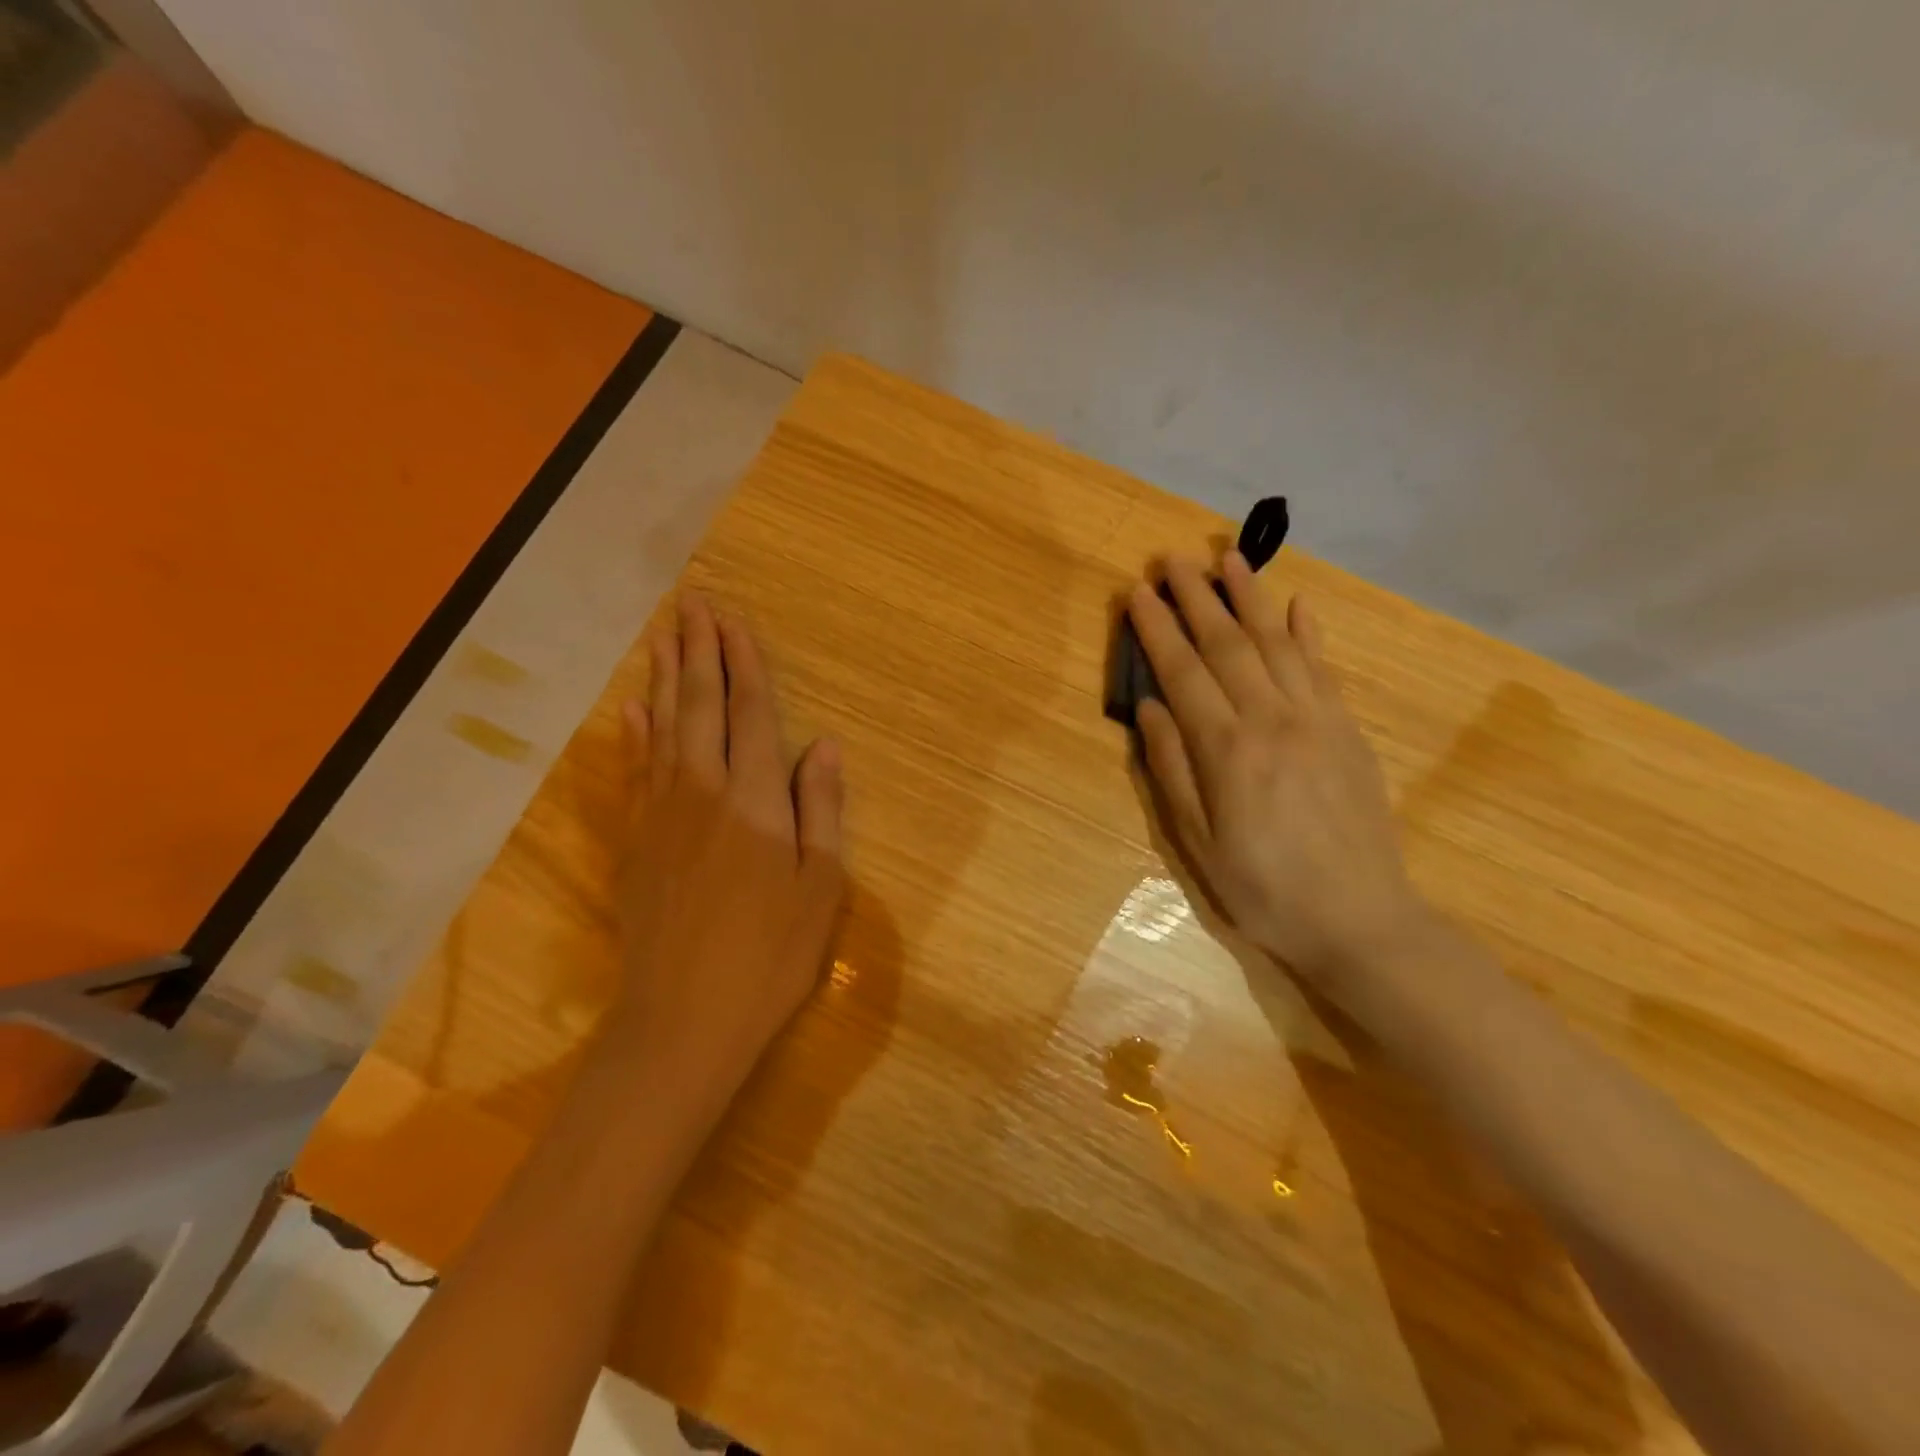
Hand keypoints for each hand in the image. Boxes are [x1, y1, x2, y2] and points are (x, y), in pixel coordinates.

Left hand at [605, 593, 846, 1116]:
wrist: (682, 1022)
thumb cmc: (770, 956)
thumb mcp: (820, 886)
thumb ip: (820, 808)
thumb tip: (824, 744)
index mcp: (753, 799)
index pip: (750, 713)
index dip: (744, 663)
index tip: (734, 620)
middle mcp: (701, 791)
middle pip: (700, 706)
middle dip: (700, 651)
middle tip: (692, 603)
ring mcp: (660, 815)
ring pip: (662, 729)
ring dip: (666, 679)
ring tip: (665, 637)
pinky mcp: (635, 843)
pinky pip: (634, 771)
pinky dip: (633, 734)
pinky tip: (631, 709)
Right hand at [1127, 554, 1430, 989]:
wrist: (1361, 920)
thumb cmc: (1263, 889)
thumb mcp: (1197, 843)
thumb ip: (1171, 769)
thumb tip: (1149, 708)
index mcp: (1227, 751)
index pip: (1183, 672)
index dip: (1157, 630)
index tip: (1137, 593)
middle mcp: (1272, 720)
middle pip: (1227, 645)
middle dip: (1196, 598)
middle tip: (1172, 559)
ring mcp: (1317, 720)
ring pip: (1276, 644)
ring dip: (1249, 598)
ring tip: (1228, 559)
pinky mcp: (1348, 730)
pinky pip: (1324, 668)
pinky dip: (1308, 632)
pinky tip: (1297, 604)